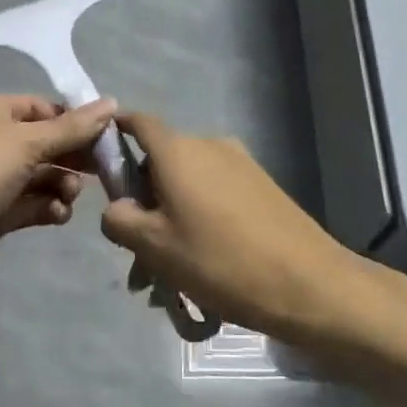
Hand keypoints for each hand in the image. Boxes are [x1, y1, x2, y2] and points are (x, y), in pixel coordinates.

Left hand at [0, 93, 116, 314]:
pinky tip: (57, 215)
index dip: (76, 121)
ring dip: (62, 184)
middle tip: (100, 172)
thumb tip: (112, 102)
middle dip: (72, 157)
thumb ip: (73, 127)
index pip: (45, 108)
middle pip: (46, 142)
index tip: (107, 139)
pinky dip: (48, 207)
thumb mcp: (27, 143)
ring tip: (67, 197)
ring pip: (41, 175)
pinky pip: (31, 203)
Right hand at [100, 111, 359, 344]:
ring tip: (167, 276)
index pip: (137, 123)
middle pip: (161, 162)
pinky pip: (215, 195)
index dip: (114, 134)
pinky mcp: (262, 186)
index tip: (98, 161)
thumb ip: (119, 220)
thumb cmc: (219, 260)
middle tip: (136, 254)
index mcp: (178, 151)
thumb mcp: (154, 247)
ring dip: (170, 219)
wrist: (308, 283)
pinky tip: (201, 267)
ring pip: (188, 185)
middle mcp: (209, 145)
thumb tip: (117, 208)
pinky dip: (198, 220)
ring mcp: (240, 164)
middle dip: (143, 202)